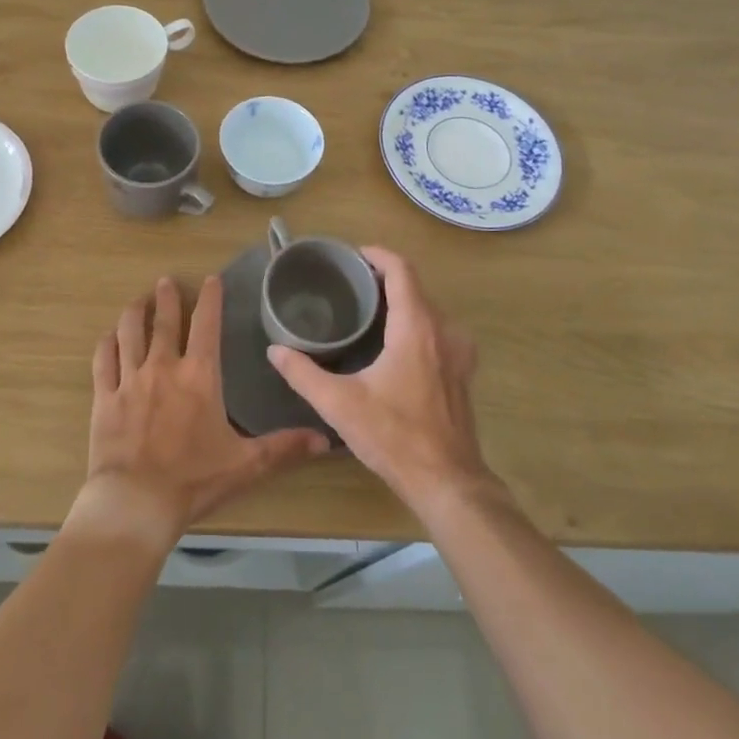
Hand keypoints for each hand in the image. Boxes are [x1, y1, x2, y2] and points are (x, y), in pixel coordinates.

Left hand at [77, 276, 328, 548]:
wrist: (136, 501)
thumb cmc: (194, 480)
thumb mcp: (246, 464)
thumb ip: (284, 447)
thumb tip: (325, 439)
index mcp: (199, 376)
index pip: (206, 325)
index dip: (209, 298)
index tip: (210, 279)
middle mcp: (163, 367)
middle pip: (164, 321)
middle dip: (167, 297)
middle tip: (166, 280)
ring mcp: (130, 380)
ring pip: (130, 332)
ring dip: (135, 312)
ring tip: (138, 300)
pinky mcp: (105, 397)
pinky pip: (104, 360)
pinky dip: (107, 344)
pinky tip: (109, 336)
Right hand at [268, 247, 494, 515]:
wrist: (447, 482)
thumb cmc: (394, 436)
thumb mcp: (340, 404)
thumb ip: (303, 374)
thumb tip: (275, 350)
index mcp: (417, 327)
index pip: (402, 270)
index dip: (378, 255)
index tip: (353, 255)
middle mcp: (444, 330)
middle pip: (415, 287)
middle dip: (385, 278)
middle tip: (350, 284)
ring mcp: (459, 352)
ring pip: (429, 310)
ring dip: (402, 302)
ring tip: (368, 310)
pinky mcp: (462, 372)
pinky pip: (439, 331)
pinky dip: (416, 323)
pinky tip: (393, 344)